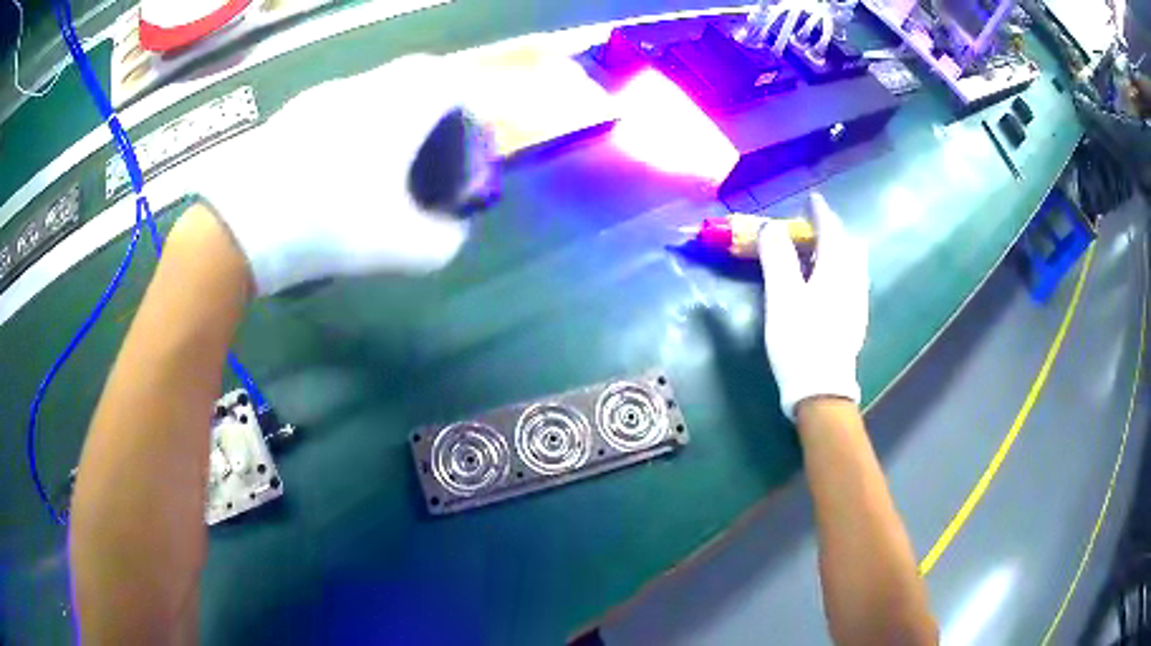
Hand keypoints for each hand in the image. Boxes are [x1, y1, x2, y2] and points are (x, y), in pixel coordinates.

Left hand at [201, 54, 483, 294]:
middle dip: (428, 115)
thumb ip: (442, 243)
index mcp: (401, 106)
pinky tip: (329, 172)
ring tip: (373, 171)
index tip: (460, 148)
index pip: (452, 81)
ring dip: (387, 120)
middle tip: (422, 159)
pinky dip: (349, 129)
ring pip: (373, 93)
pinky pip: (337, 108)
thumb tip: (450, 233)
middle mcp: (365, 88)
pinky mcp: (291, 113)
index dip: (466, 110)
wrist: (239, 224)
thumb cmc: (328, 225)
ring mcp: (323, 96)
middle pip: (414, 81)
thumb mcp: (399, 249)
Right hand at [758, 193, 868, 420]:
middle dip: (833, 231)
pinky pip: (851, 283)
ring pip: (853, 266)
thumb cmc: (800, 339)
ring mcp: (857, 303)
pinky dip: (839, 271)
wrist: (821, 389)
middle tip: (812, 228)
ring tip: (817, 253)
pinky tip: (827, 285)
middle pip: (849, 246)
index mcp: (836, 270)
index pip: (832, 230)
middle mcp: (853, 282)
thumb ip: (777, 257)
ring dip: (837, 251)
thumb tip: (771, 227)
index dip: (821, 212)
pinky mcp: (855, 322)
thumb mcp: (782, 296)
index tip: (812, 199)